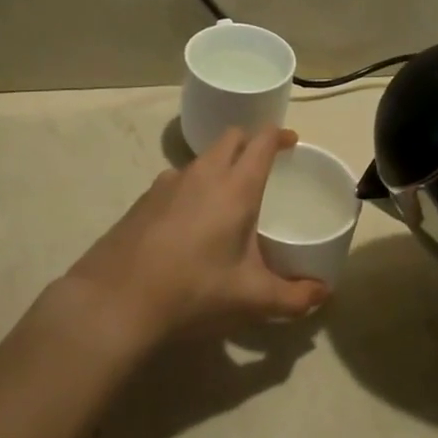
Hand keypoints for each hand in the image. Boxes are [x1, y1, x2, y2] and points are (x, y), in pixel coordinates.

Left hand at [65, 126, 328, 342]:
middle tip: (264, 166)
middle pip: (231, 138)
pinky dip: (192, 187)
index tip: (292, 143)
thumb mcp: (251, 299)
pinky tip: (190, 223)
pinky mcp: (143, 199)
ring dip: (220, 165)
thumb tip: (323, 293)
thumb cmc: (194, 292)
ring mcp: (167, 183)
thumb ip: (294, 297)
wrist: (115, 302)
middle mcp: (203, 173)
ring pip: (202, 158)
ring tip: (227, 198)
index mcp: (235, 187)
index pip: (261, 141)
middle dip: (250, 143)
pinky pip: (177, 180)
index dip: (279, 135)